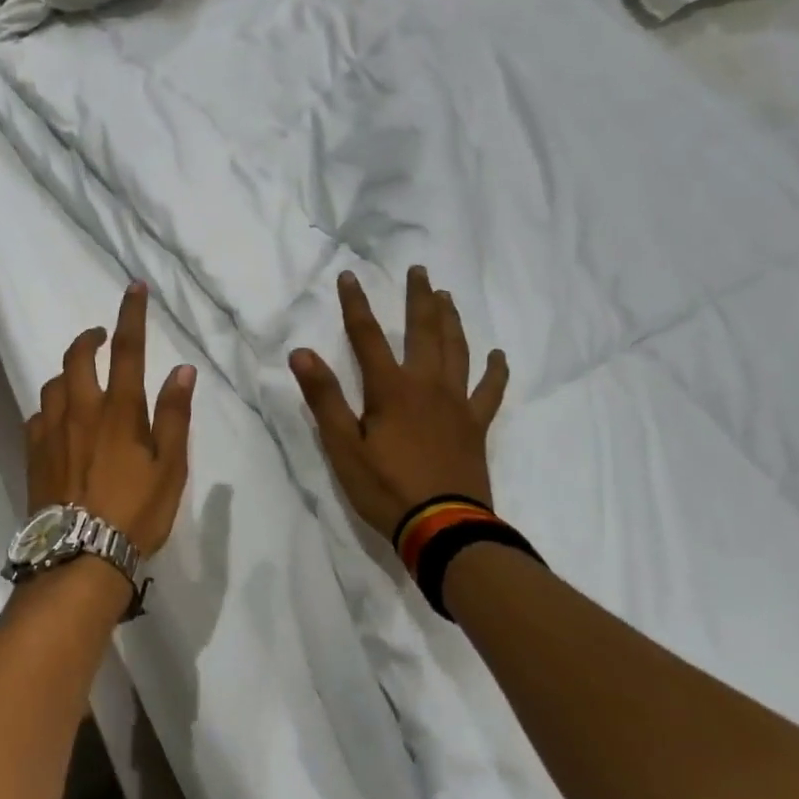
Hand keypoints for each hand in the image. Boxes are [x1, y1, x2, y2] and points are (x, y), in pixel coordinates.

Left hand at [26, 282, 195, 553]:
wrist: (79, 557)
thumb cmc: (135, 513)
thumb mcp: (170, 468)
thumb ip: (174, 416)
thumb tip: (182, 370)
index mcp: (119, 411)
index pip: (127, 350)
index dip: (131, 314)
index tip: (133, 287)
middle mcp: (80, 411)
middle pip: (77, 357)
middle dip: (89, 338)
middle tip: (100, 337)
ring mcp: (50, 431)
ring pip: (54, 384)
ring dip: (69, 373)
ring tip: (82, 382)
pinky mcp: (33, 453)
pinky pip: (38, 416)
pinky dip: (51, 408)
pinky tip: (59, 423)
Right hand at [290, 267, 507, 539]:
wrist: (443, 528)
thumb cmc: (384, 487)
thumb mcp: (342, 446)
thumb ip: (324, 397)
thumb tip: (301, 352)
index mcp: (390, 389)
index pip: (366, 336)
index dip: (355, 304)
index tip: (348, 276)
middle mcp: (427, 385)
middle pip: (423, 331)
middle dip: (418, 298)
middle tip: (419, 270)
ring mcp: (456, 404)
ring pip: (457, 350)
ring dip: (451, 320)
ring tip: (447, 297)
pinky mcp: (475, 425)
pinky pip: (489, 391)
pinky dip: (494, 371)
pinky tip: (497, 355)